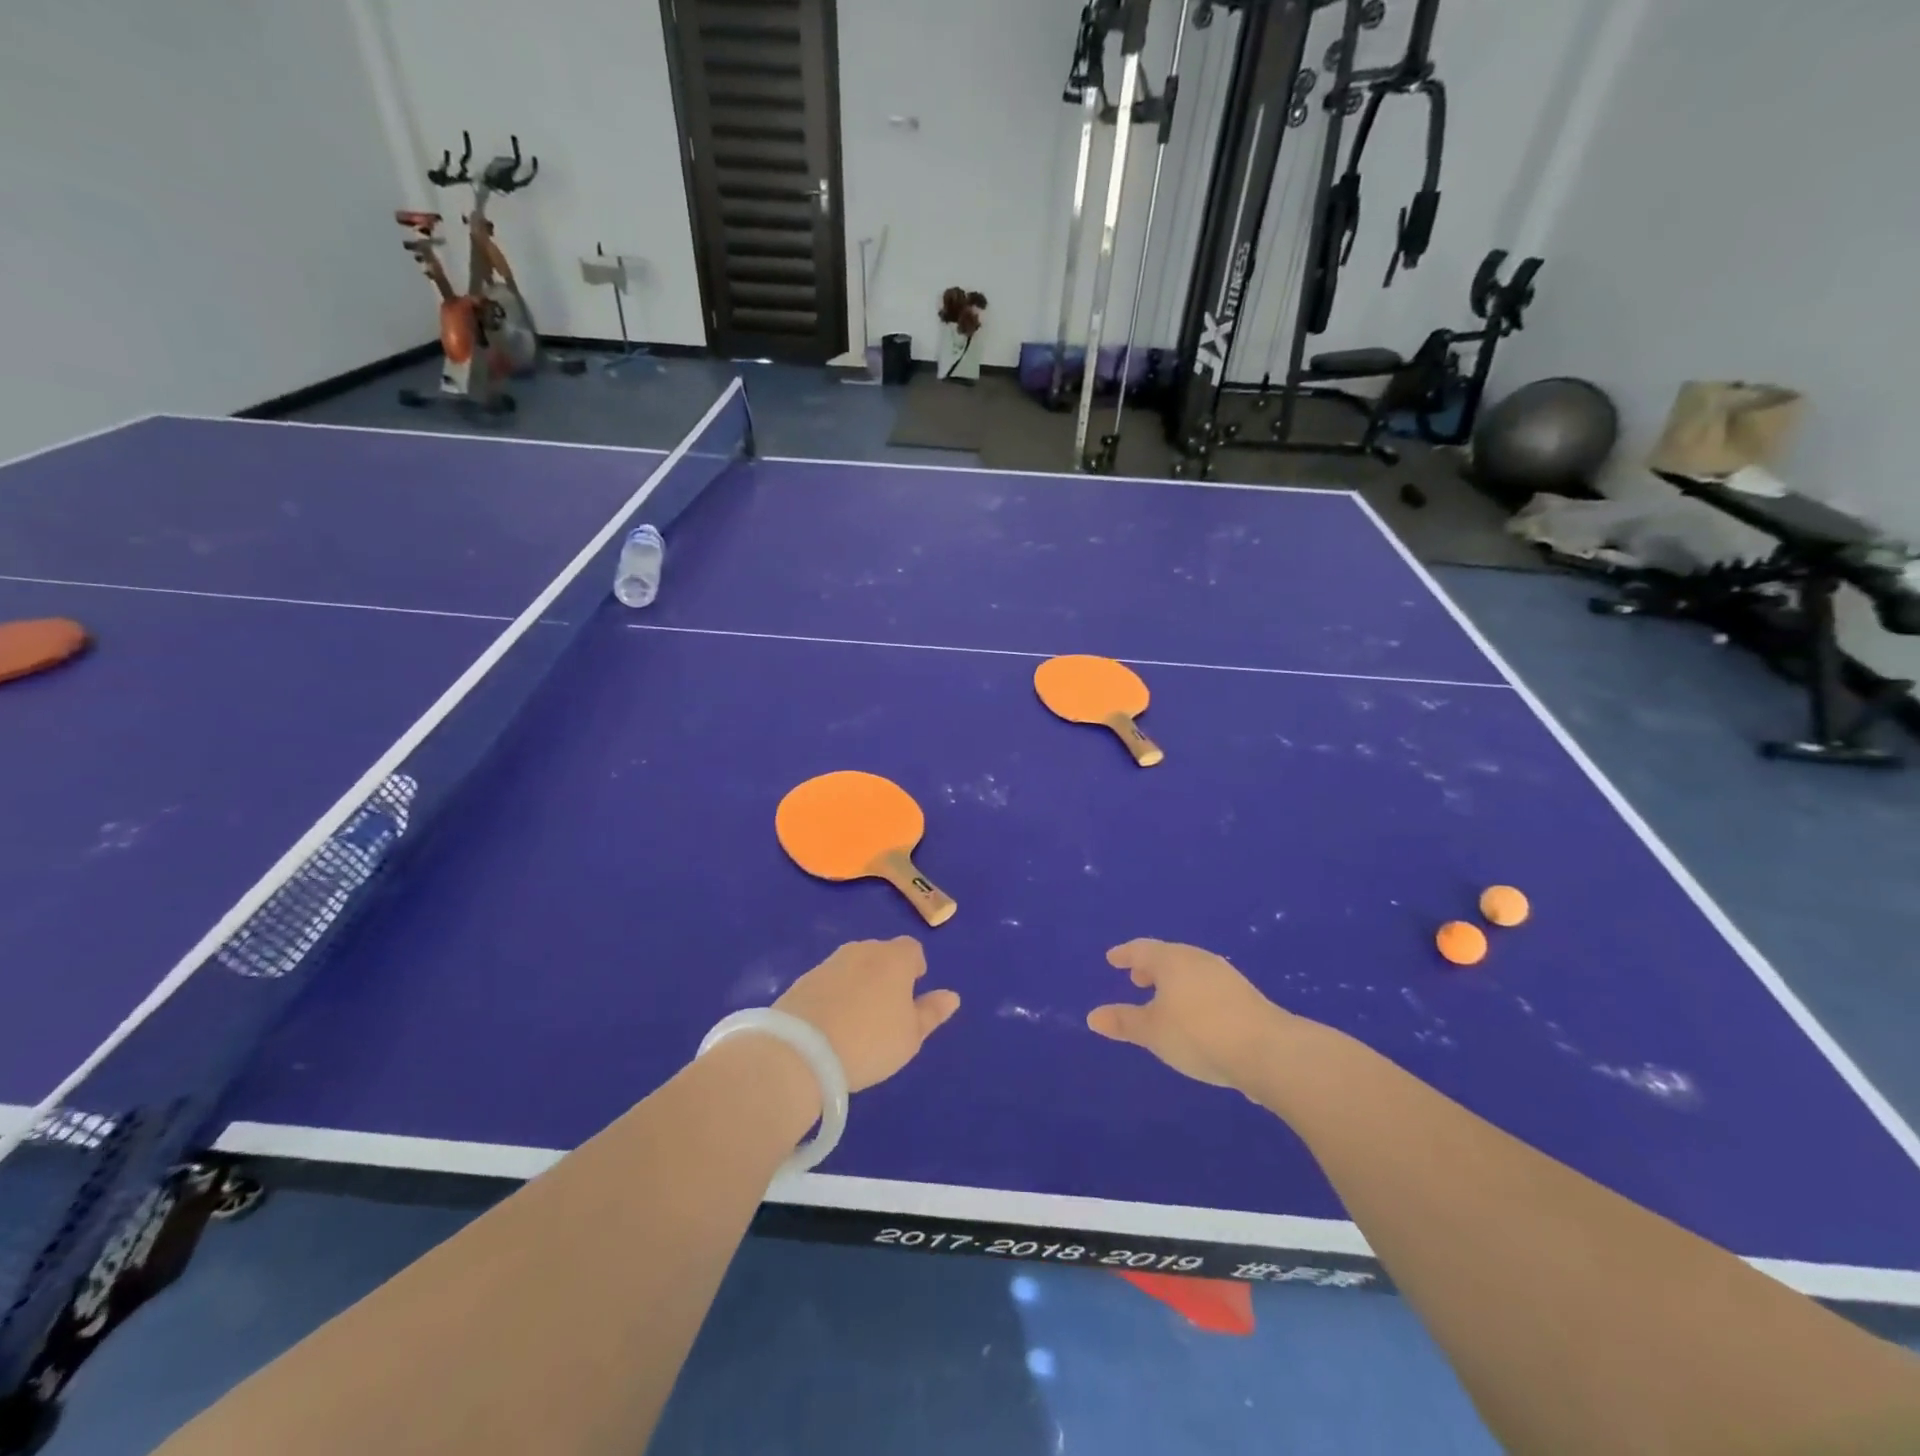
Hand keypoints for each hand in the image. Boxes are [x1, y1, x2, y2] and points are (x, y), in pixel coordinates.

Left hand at [775, 938, 960, 1092]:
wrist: (801, 1050)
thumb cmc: (870, 1042)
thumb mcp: (910, 1036)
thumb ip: (932, 1013)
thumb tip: (952, 996)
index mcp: (894, 958)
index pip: (912, 949)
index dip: (915, 969)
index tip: (911, 993)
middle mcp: (862, 950)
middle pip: (881, 954)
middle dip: (886, 975)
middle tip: (886, 1011)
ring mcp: (830, 962)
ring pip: (854, 966)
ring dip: (859, 984)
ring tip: (857, 1020)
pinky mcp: (803, 979)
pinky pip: (829, 981)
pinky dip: (834, 995)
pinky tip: (831, 1024)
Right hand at [1087, 939, 1296, 1091]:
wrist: (1268, 1051)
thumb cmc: (1198, 1034)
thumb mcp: (1153, 1032)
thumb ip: (1124, 1022)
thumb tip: (1092, 1016)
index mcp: (1171, 960)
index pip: (1141, 949)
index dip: (1125, 954)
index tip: (1113, 959)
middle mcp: (1197, 960)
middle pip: (1168, 956)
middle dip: (1150, 967)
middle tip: (1136, 979)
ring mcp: (1225, 976)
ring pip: (1191, 971)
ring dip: (1174, 982)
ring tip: (1164, 1000)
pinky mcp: (1245, 996)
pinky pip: (1209, 987)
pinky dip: (1193, 994)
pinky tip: (1195, 1016)